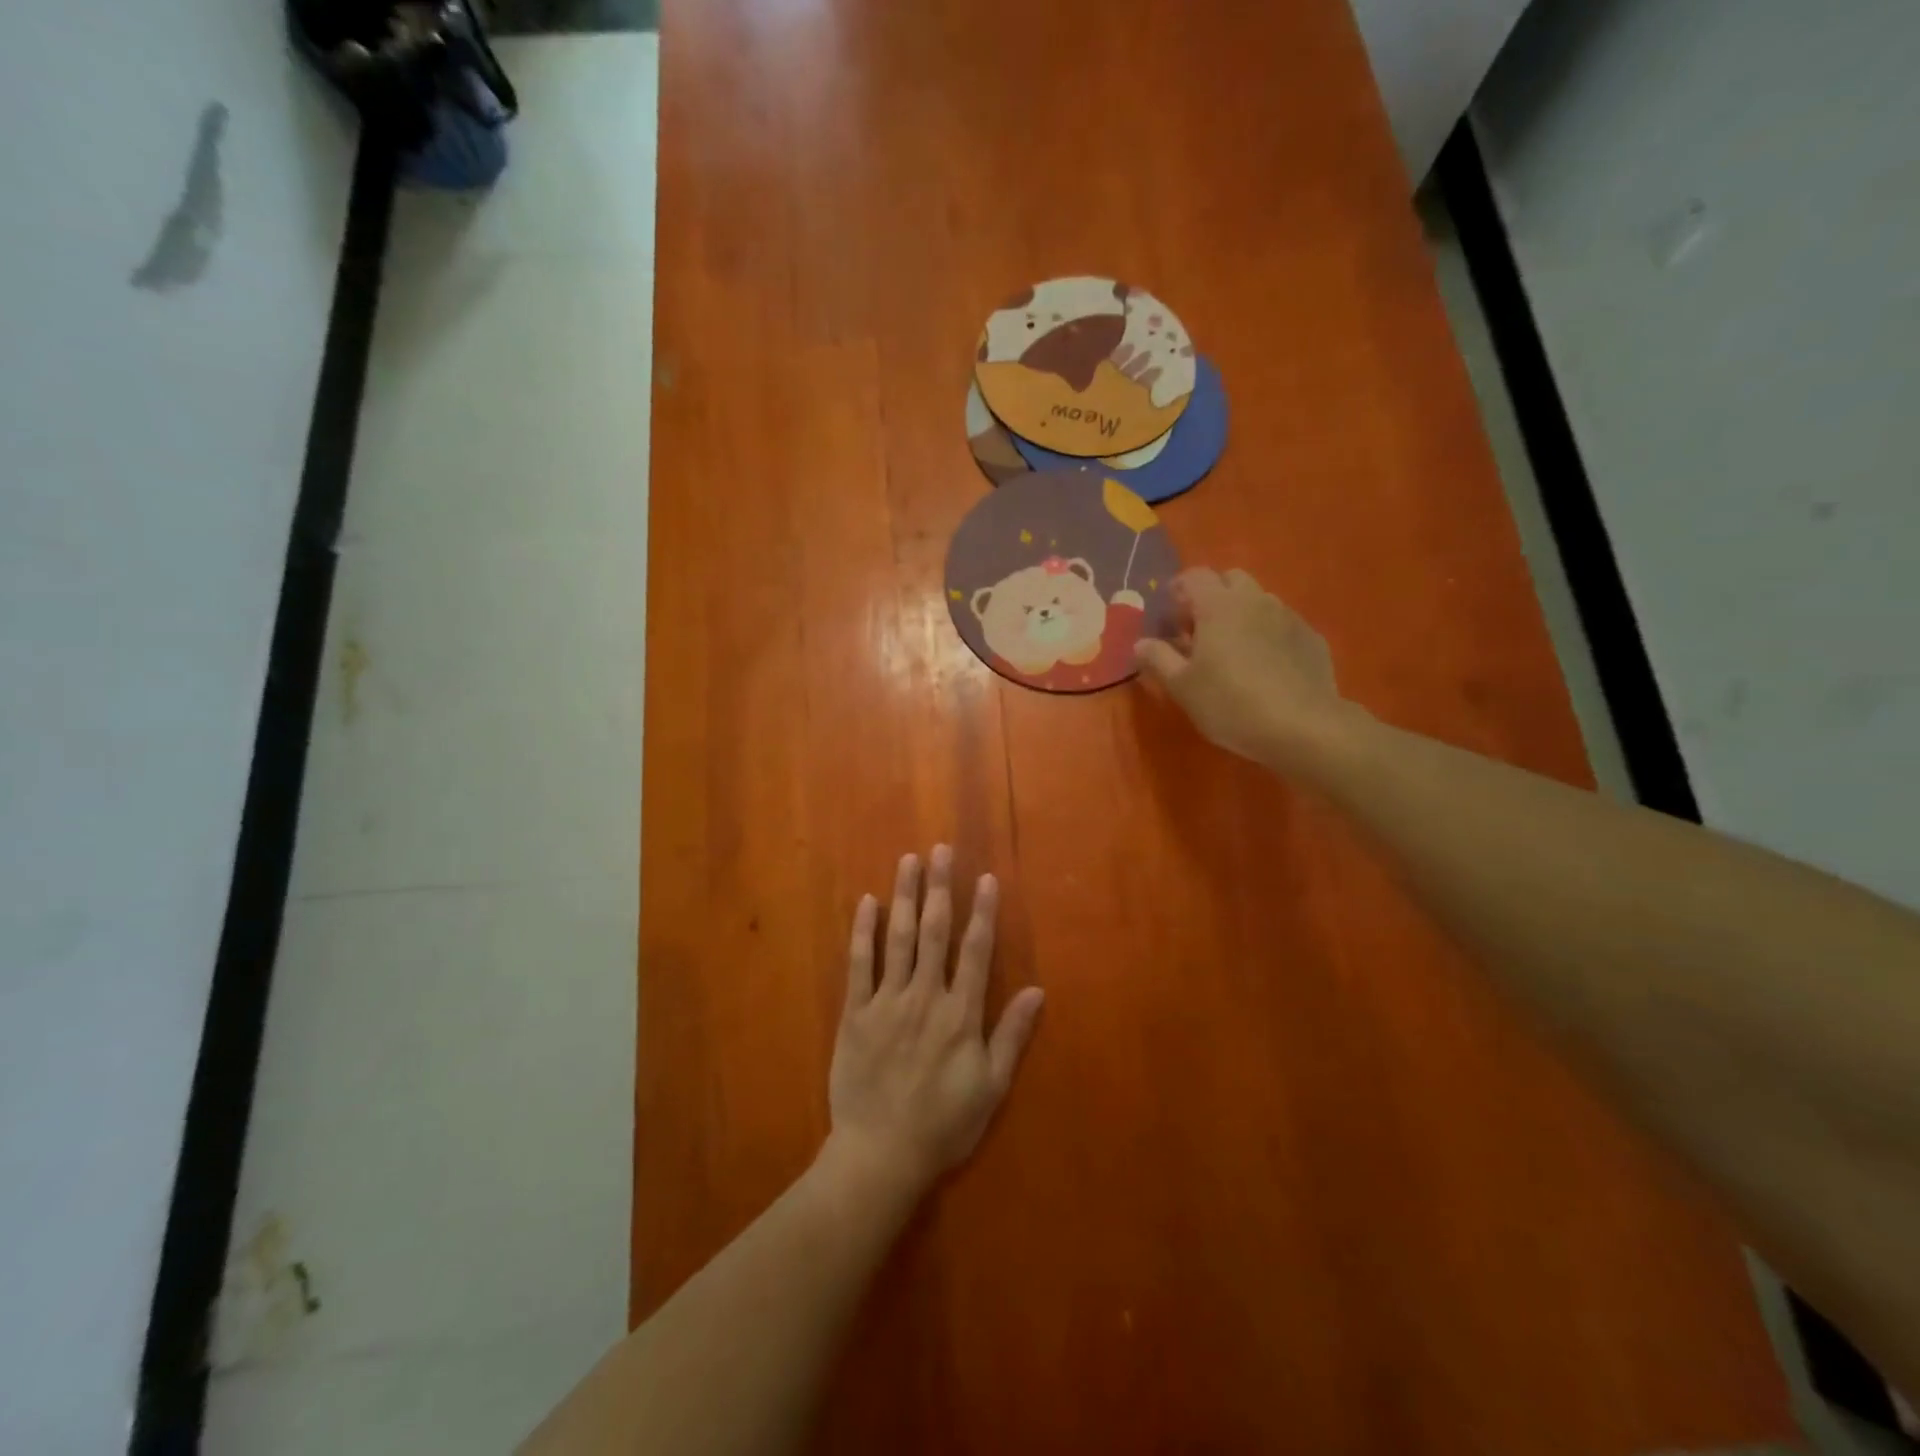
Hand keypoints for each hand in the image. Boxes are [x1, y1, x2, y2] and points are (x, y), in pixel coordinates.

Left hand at [825, 847, 1044, 1200]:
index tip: (985, 878)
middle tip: (941, 850)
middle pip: (935, 932)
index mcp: (961, 1014)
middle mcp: (925, 997)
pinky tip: (866, 903)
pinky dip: (863, 932)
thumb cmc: (943, 1125)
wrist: (880, 1156)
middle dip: (940, 888)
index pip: (976, 951)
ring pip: (898, 938)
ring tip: (908, 861)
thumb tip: (1038, 991)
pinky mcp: (855, 1013)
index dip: (982, 912)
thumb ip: (1011, 1035)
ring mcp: (887, 1002)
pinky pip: (859, 964)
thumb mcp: (990, 1087)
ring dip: (904, 896)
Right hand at [1134, 567, 1359, 768]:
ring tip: (1232, 649)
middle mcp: (1256, 600)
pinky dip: (1268, 634)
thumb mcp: (1182, 687)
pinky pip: (1282, 625)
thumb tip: (1140, 643)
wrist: (1303, 727)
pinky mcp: (1312, 638)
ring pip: (1259, 601)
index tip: (1170, 616)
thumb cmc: (1230, 703)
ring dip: (1241, 614)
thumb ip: (1158, 659)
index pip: (1195, 576)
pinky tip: (1265, 667)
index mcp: (1219, 606)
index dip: (1179, 590)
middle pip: (1231, 580)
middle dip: (1212, 596)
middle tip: (1199, 630)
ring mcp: (1289, 617)